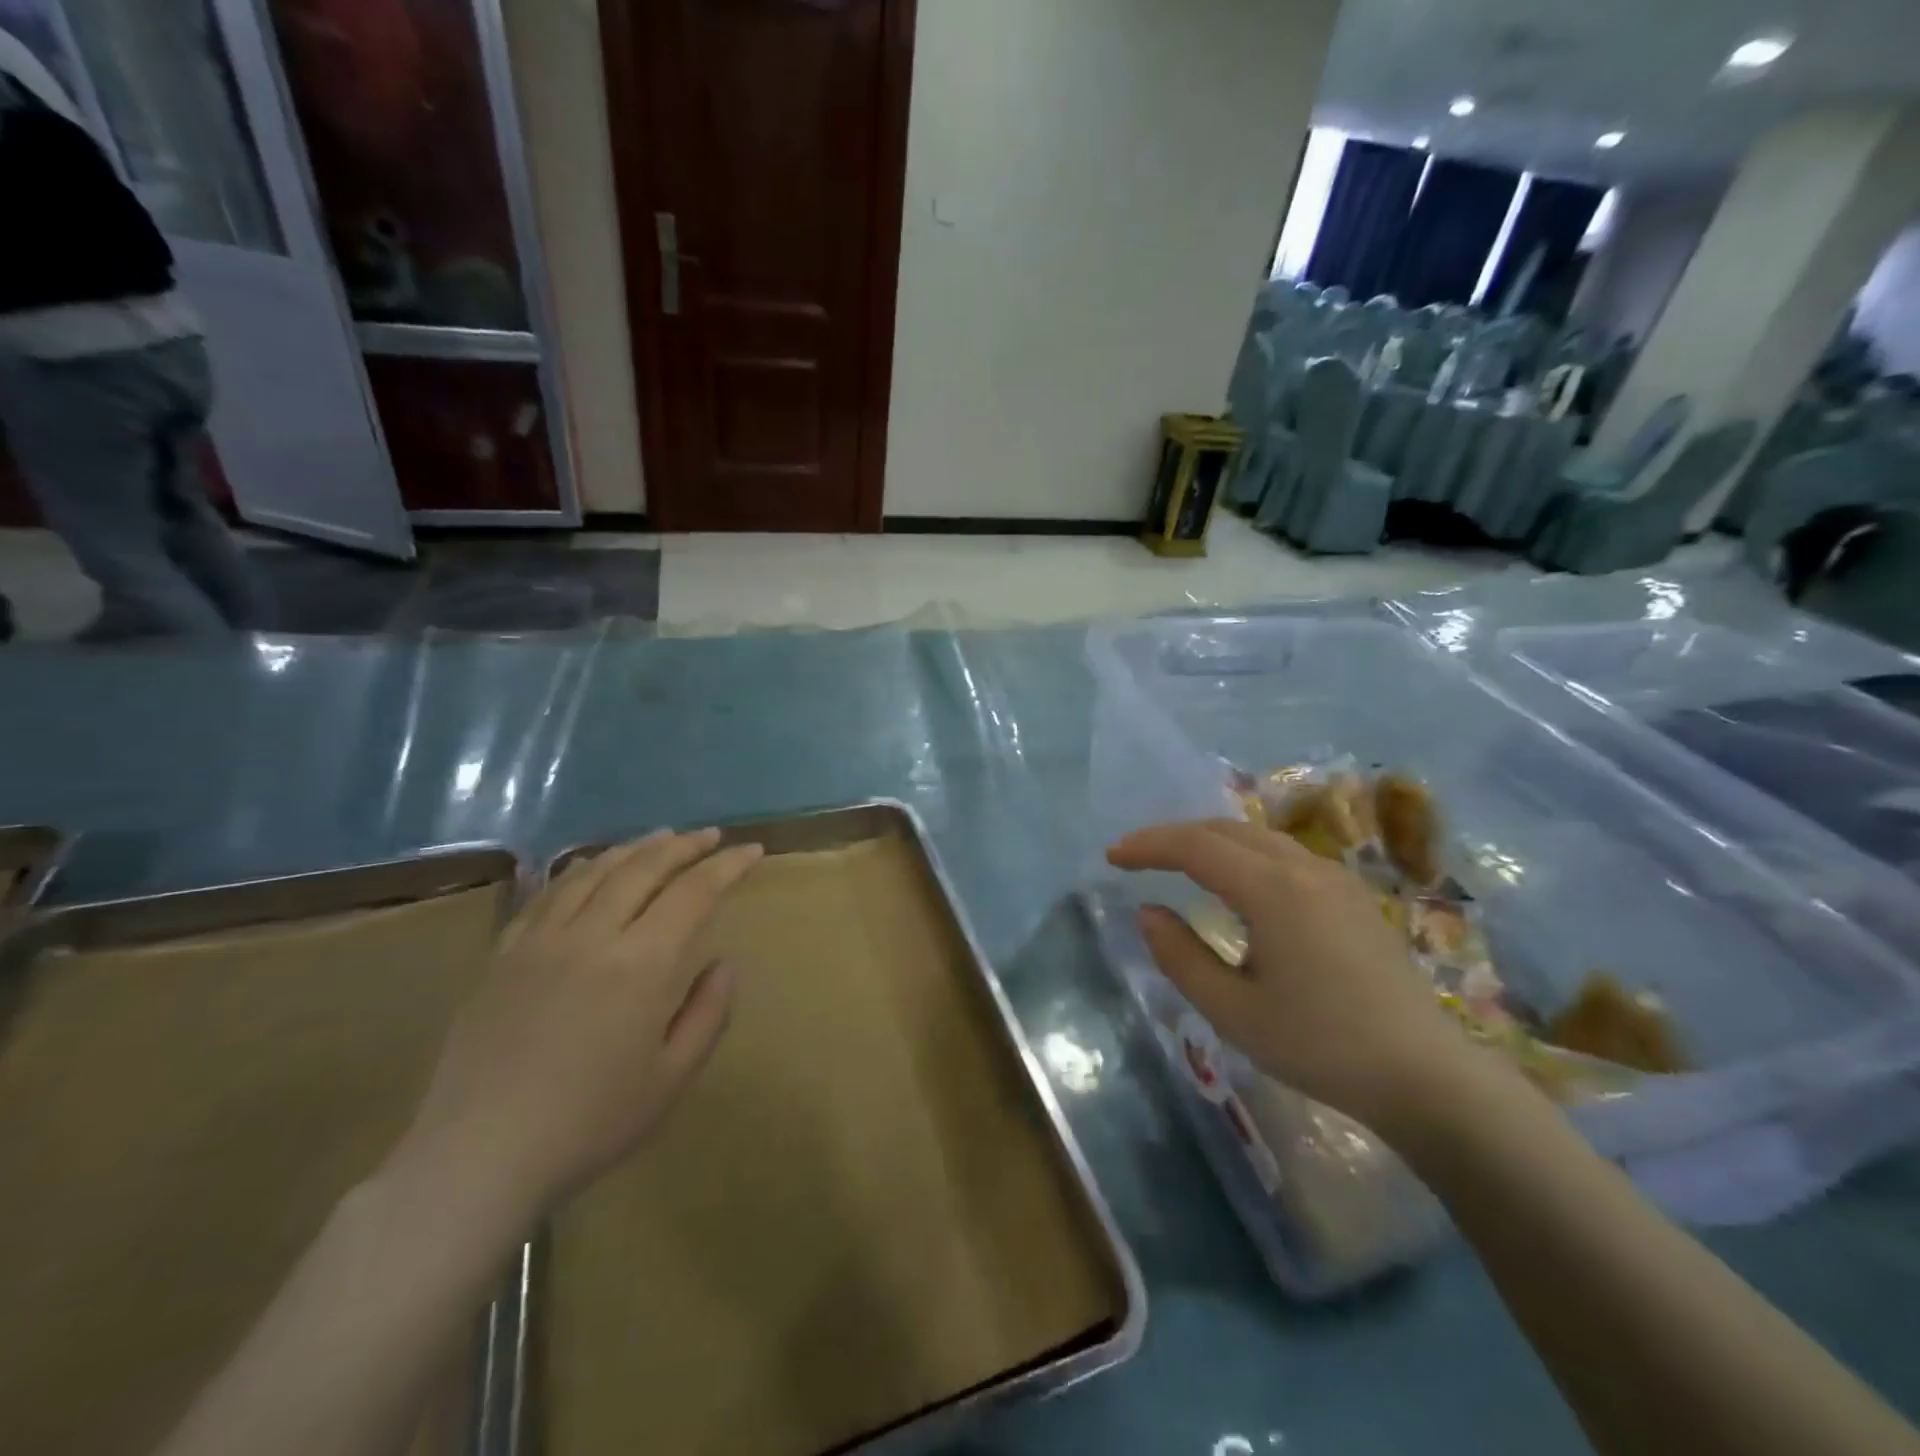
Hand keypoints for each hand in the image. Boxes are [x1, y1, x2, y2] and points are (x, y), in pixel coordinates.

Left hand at [400, 829, 763, 1216]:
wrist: (476, 1159)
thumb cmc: (588, 1124)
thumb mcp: (671, 1079)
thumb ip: (708, 1014)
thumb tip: (723, 964)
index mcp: (642, 965)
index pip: (695, 892)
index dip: (728, 865)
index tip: (752, 850)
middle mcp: (593, 935)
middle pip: (645, 867)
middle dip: (685, 845)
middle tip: (711, 836)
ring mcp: (542, 940)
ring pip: (595, 870)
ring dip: (636, 848)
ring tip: (662, 838)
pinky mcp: (504, 954)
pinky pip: (548, 893)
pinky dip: (581, 869)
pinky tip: (592, 866)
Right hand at [1108, 819, 1481, 1130]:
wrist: (1426, 1076)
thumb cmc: (1321, 1046)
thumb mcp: (1234, 1011)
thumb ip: (1180, 957)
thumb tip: (1149, 913)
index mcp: (1273, 890)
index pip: (1195, 846)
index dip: (1148, 846)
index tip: (1112, 857)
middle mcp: (1303, 867)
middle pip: (1225, 830)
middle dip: (1174, 836)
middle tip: (1137, 857)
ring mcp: (1333, 877)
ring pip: (1256, 837)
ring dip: (1209, 841)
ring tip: (1176, 862)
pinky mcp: (1350, 895)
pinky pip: (1281, 853)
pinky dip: (1241, 853)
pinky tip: (1234, 881)